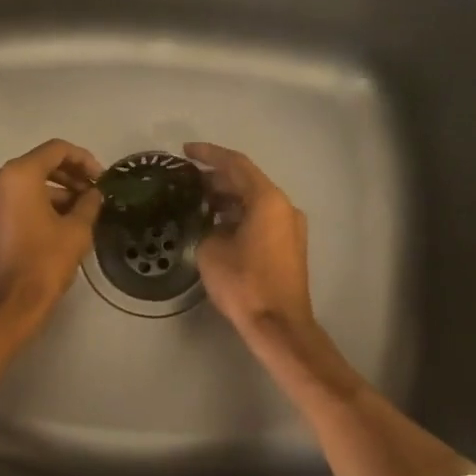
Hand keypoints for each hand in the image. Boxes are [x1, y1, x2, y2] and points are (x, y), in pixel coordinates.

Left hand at [0, 139, 104, 335]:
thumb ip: (88, 203)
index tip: (102, 178)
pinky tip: (62, 221)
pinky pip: (14, 200)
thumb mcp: (76, 231)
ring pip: (26, 183)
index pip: (56, 150)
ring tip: (83, 211)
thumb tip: (94, 193)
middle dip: (69, 176)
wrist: (5, 306)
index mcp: (17, 174)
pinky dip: (37, 204)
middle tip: (94, 193)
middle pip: (39, 164)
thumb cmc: (43, 264)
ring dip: (55, 192)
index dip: (84, 160)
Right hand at [185, 142, 314, 341]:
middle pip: (247, 181)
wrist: (278, 324)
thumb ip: (209, 226)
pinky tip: (216, 223)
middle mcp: (284, 206)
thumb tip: (213, 224)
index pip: (235, 164)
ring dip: (227, 197)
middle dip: (216, 177)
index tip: (185, 151)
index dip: (209, 155)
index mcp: (267, 200)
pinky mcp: (289, 245)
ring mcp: (290, 226)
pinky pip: (261, 218)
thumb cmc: (244, 283)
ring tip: (196, 201)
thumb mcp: (212, 250)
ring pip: (254, 201)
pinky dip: (239, 214)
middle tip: (187, 180)